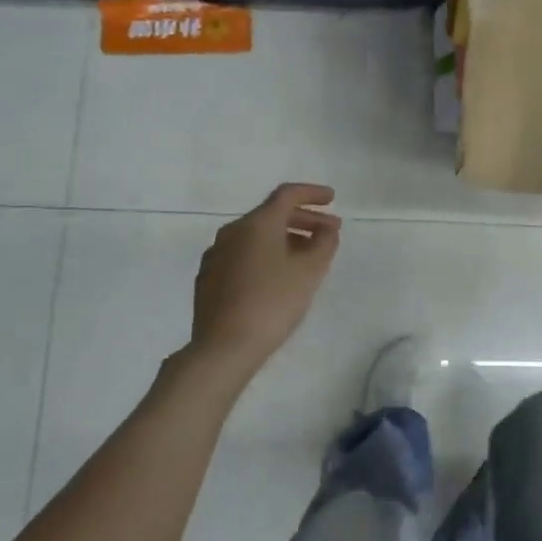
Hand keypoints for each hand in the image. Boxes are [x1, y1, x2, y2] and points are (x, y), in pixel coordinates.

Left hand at [190, 183, 340, 372]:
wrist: (224, 347)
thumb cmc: (272, 303)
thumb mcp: (309, 272)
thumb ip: (324, 243)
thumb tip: (327, 228)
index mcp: (256, 224)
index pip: (287, 195)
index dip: (312, 193)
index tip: (332, 198)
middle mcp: (232, 232)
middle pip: (271, 215)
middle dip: (303, 219)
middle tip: (329, 231)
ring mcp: (216, 255)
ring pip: (256, 236)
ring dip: (285, 238)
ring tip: (307, 255)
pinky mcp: (209, 278)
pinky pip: (243, 254)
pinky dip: (266, 254)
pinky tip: (277, 275)